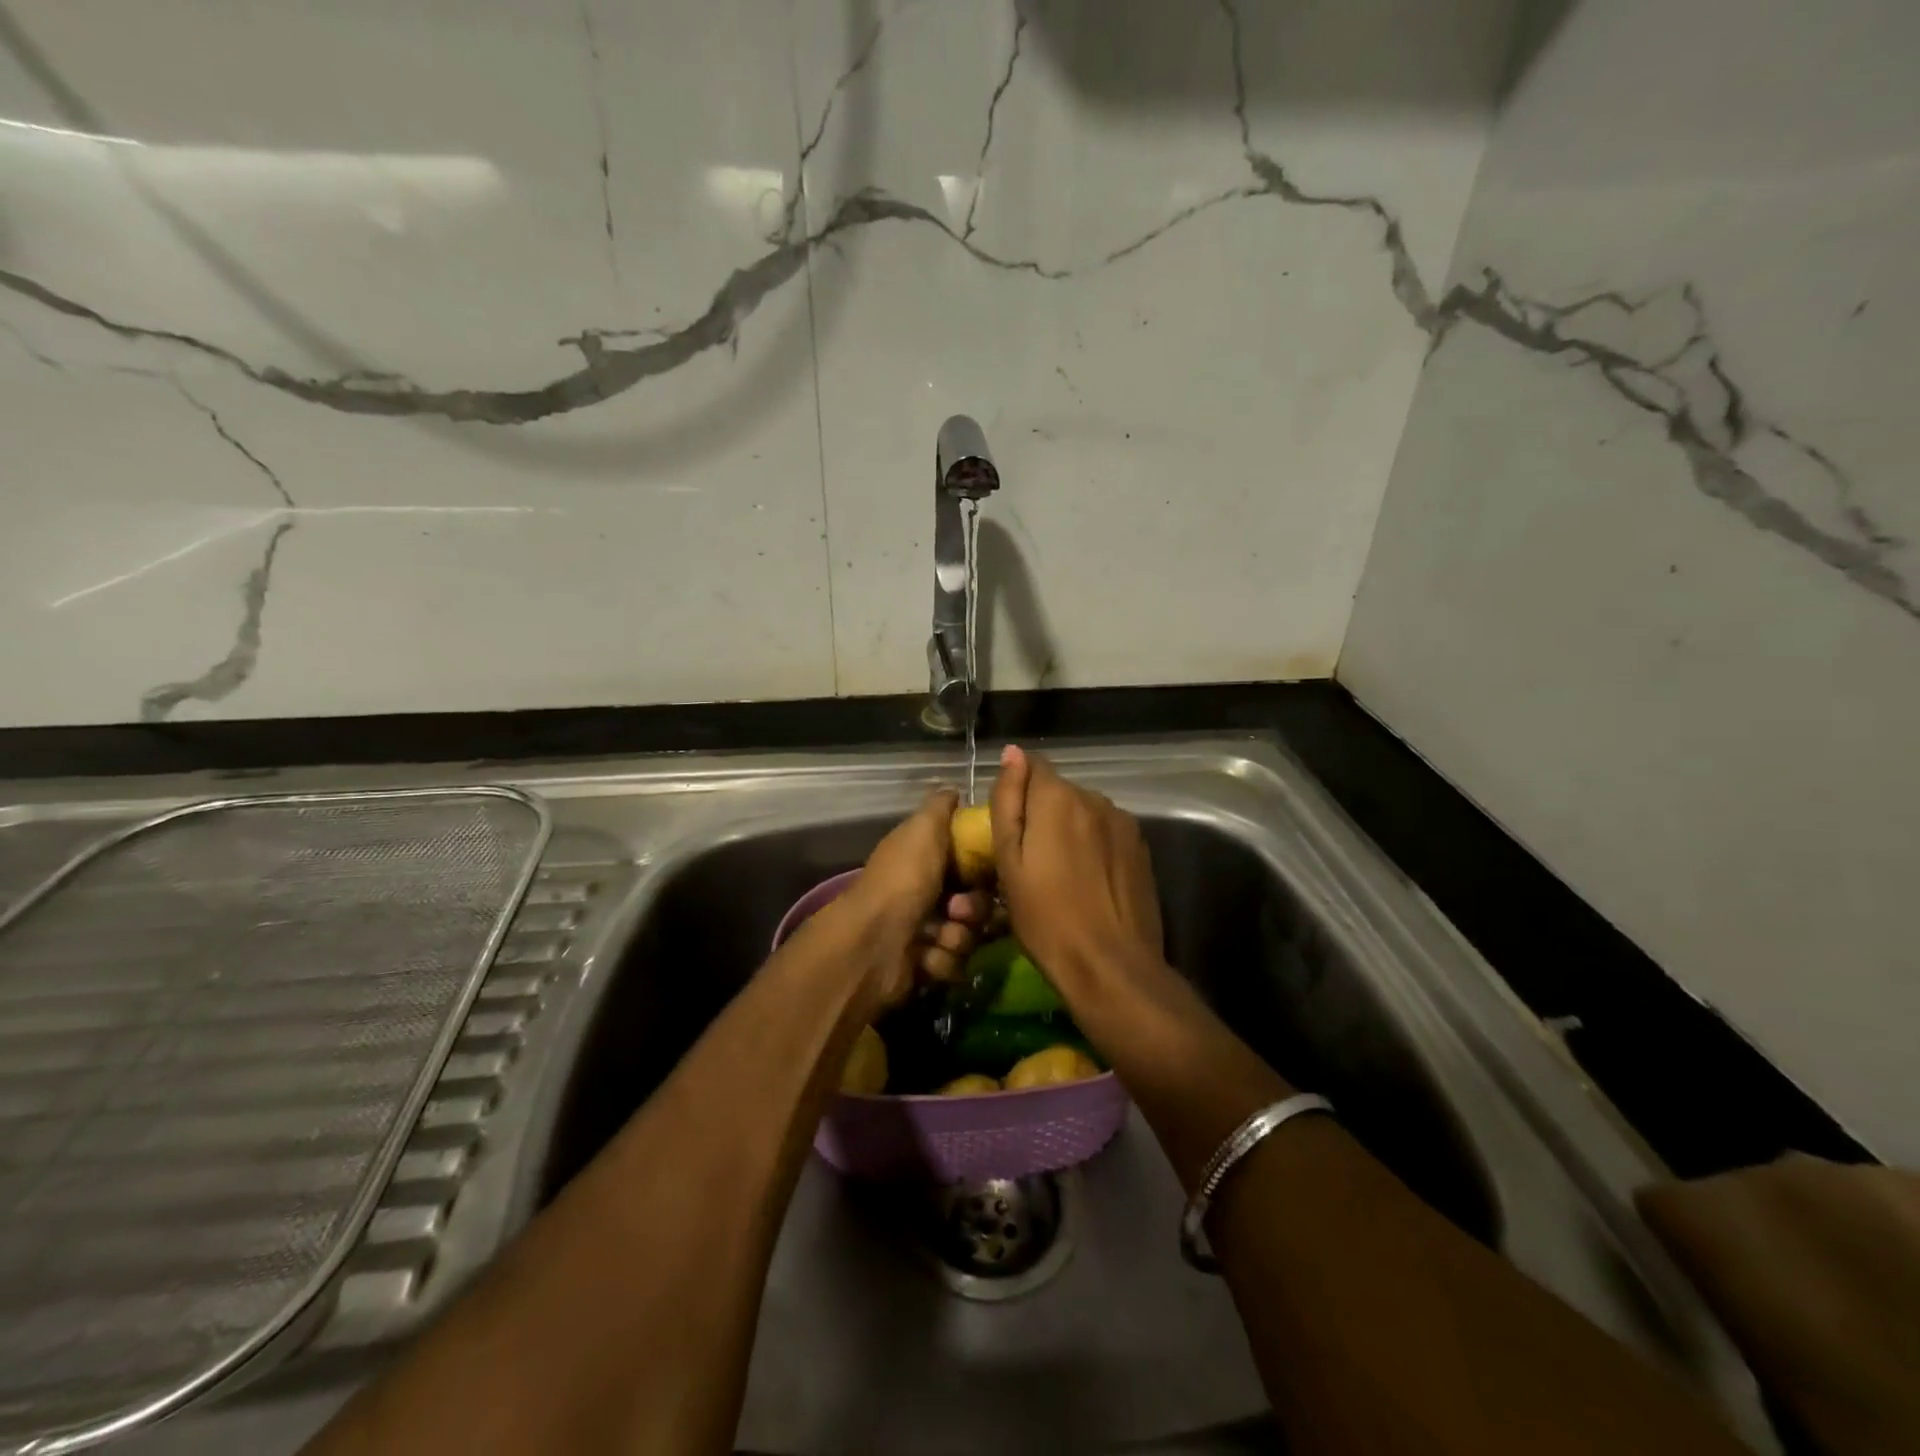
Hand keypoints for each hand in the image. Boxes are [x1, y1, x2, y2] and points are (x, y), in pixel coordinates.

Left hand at [810, 790, 991, 1011]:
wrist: (872, 945)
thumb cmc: (902, 881)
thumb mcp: (923, 830)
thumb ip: (941, 807)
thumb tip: (954, 789)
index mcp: (925, 859)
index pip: (971, 860)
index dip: (984, 866)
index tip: (989, 870)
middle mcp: (927, 892)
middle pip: (977, 900)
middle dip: (974, 907)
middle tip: (959, 909)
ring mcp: (926, 930)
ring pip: (971, 934)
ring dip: (958, 936)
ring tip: (936, 936)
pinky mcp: (927, 965)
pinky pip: (957, 962)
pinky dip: (943, 960)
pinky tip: (925, 957)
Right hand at [990, 745, 1163, 999]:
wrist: (1110, 965)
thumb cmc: (1045, 918)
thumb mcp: (1009, 861)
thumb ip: (1008, 801)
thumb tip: (1012, 754)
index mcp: (1058, 798)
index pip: (1032, 766)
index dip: (1016, 791)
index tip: (1010, 827)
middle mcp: (1095, 798)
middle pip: (1059, 791)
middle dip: (1042, 813)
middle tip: (1029, 860)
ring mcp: (1123, 822)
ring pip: (1083, 812)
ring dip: (1069, 829)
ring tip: (1060, 874)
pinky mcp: (1140, 847)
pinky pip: (1105, 832)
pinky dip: (1092, 845)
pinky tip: (1088, 881)